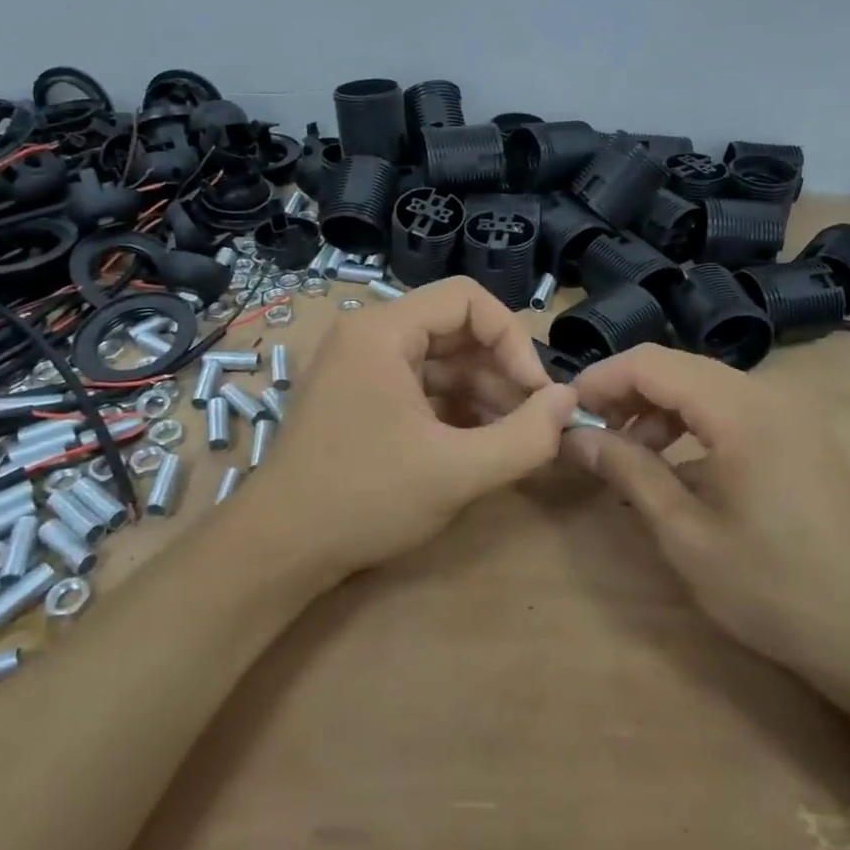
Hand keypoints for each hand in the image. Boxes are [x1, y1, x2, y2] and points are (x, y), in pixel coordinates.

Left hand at [251, 278, 575, 578]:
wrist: (280, 549)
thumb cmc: (365, 498)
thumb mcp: (456, 471)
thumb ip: (525, 436)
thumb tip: (569, 401)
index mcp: (382, 330)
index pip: (466, 299)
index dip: (512, 338)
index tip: (537, 391)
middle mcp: (367, 335)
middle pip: (454, 329)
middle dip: (501, 370)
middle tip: (535, 418)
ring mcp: (359, 367)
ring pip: (439, 361)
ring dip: (483, 392)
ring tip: (516, 436)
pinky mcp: (359, 398)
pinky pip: (419, 386)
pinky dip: (454, 408)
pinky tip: (482, 443)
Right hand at [562, 345, 849, 690]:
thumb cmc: (776, 589)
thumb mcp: (687, 535)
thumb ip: (629, 472)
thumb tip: (576, 436)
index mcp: (742, 410)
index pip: (651, 363)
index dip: (600, 380)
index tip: (565, 414)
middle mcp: (770, 393)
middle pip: (677, 367)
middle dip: (625, 394)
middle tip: (591, 437)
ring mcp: (792, 411)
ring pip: (703, 385)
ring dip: (657, 409)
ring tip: (630, 455)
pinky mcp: (802, 433)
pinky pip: (732, 407)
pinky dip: (693, 423)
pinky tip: (677, 467)